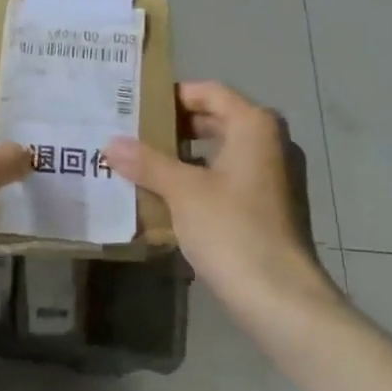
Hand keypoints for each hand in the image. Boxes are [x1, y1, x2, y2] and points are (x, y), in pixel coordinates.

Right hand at [104, 81, 328, 302]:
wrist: (280, 298)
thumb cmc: (232, 230)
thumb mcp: (183, 192)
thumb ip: (147, 162)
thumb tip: (110, 143)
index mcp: (254, 126)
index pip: (209, 92)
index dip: (172, 95)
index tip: (135, 105)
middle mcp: (270, 143)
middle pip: (215, 121)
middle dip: (173, 128)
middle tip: (131, 134)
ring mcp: (273, 177)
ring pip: (220, 153)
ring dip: (183, 158)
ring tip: (140, 165)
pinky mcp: (268, 207)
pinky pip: (228, 180)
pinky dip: (199, 182)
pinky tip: (166, 198)